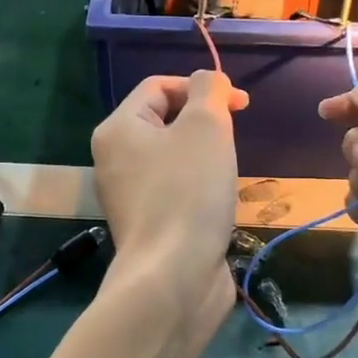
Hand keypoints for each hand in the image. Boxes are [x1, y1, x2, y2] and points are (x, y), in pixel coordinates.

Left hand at [92, 72, 248, 315]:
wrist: (173, 276)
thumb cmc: (188, 192)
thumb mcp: (205, 126)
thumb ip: (210, 90)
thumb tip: (210, 81)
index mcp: (119, 129)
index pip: (159, 86)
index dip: (202, 87)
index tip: (242, 105)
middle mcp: (115, 160)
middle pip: (165, 122)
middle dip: (205, 124)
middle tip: (232, 141)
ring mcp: (130, 197)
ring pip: (174, 159)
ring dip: (206, 158)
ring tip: (226, 174)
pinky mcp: (149, 226)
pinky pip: (177, 191)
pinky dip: (200, 189)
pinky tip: (218, 204)